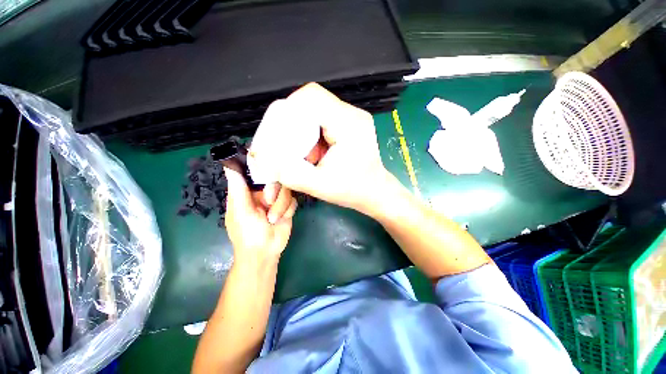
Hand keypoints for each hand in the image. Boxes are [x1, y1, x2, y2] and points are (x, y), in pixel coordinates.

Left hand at [224, 165, 295, 264]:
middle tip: (268, 202)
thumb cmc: (247, 233)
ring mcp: (276, 199)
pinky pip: (293, 200)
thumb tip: (228, 164)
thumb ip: (238, 188)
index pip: (256, 171)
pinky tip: (282, 218)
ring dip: (281, 205)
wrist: (266, 252)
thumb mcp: (240, 211)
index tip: (269, 162)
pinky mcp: (287, 206)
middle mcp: (263, 192)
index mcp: (247, 191)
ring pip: (286, 189)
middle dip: (274, 191)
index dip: (262, 166)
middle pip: (276, 178)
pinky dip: (288, 209)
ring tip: (273, 218)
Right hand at [265, 83, 390, 214]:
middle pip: (311, 102)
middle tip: (284, 145)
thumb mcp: (322, 186)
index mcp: (349, 124)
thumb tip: (269, 161)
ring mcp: (351, 118)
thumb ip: (293, 175)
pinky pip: (321, 120)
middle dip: (292, 123)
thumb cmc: (355, 190)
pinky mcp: (348, 125)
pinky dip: (310, 135)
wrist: (375, 192)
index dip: (289, 109)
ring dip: (301, 130)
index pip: (313, 97)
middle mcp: (352, 115)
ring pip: (314, 111)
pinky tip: (311, 153)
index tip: (277, 131)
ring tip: (300, 153)